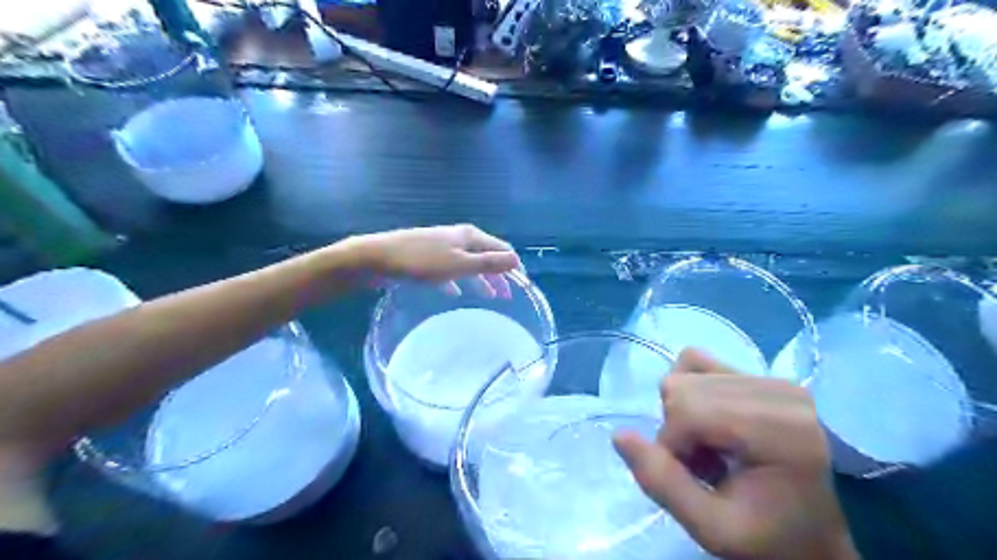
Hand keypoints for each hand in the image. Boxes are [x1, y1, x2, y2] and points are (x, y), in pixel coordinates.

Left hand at [347, 225, 522, 289]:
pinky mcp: (426, 258)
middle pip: (486, 255)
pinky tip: (454, 293)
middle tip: (508, 297)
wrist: (377, 257)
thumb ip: (488, 263)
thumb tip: (518, 260)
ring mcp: (441, 247)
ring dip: (480, 279)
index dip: (513, 266)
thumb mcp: (458, 264)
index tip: (522, 287)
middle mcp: (458, 238)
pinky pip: (449, 270)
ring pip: (469, 263)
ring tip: (489, 297)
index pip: (502, 249)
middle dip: (499, 274)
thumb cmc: (420, 262)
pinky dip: (457, 280)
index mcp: (469, 237)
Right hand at [613, 349, 860, 558]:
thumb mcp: (711, 528)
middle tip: (704, 466)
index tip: (693, 478)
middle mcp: (779, 391)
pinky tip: (711, 420)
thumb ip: (662, 482)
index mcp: (780, 431)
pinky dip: (691, 390)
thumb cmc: (768, 538)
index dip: (671, 445)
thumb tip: (619, 434)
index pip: (689, 410)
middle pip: (682, 387)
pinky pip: (700, 361)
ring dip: (684, 413)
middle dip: (677, 429)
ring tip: (712, 447)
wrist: (814, 536)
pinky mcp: (761, 374)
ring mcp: (772, 378)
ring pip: (685, 373)